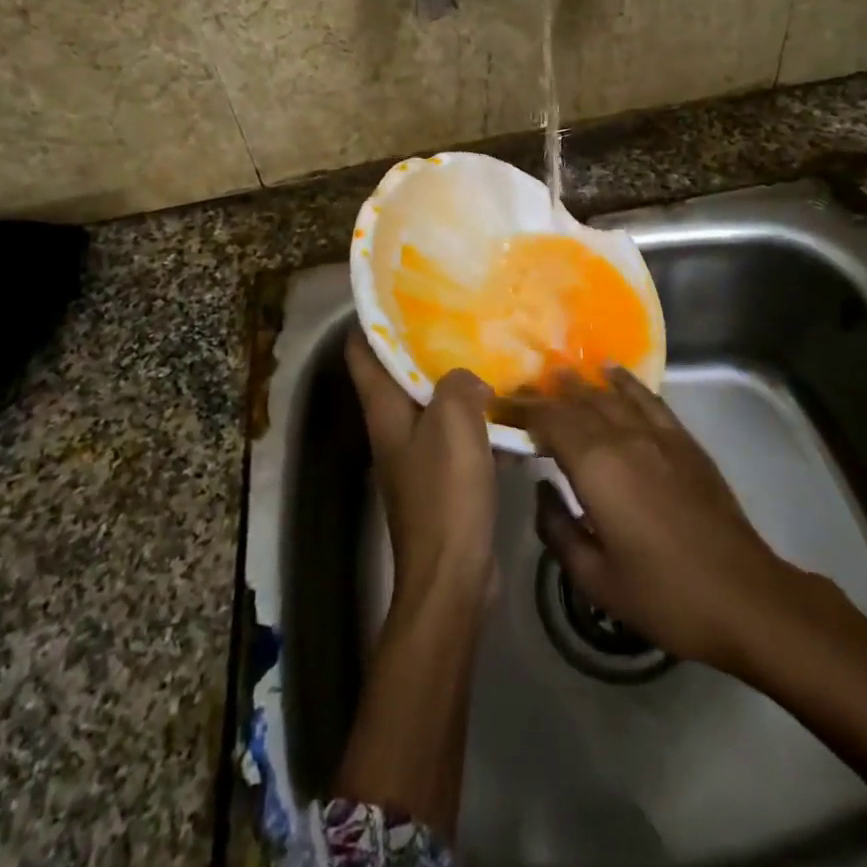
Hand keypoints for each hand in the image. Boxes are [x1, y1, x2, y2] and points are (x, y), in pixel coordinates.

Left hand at [345, 327, 497, 610]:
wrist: (453, 575)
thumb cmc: (445, 492)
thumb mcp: (453, 422)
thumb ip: (459, 384)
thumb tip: (469, 379)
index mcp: (383, 409)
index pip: (360, 351)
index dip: (371, 318)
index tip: (399, 290)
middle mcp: (392, 427)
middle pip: (397, 373)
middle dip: (422, 342)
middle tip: (457, 313)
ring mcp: (415, 454)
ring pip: (430, 402)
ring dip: (453, 379)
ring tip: (487, 349)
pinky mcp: (440, 478)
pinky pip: (454, 432)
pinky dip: (473, 415)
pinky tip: (505, 405)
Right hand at [496, 367, 779, 668]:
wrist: (744, 596)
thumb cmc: (663, 594)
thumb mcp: (594, 578)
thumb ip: (557, 529)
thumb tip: (543, 490)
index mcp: (596, 467)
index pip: (550, 421)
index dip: (524, 410)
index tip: (504, 409)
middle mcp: (624, 437)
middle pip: (578, 403)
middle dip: (546, 394)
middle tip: (522, 392)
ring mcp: (658, 435)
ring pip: (610, 396)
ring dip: (582, 384)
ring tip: (558, 375)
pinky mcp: (684, 441)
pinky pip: (648, 399)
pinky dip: (626, 383)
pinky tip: (612, 374)